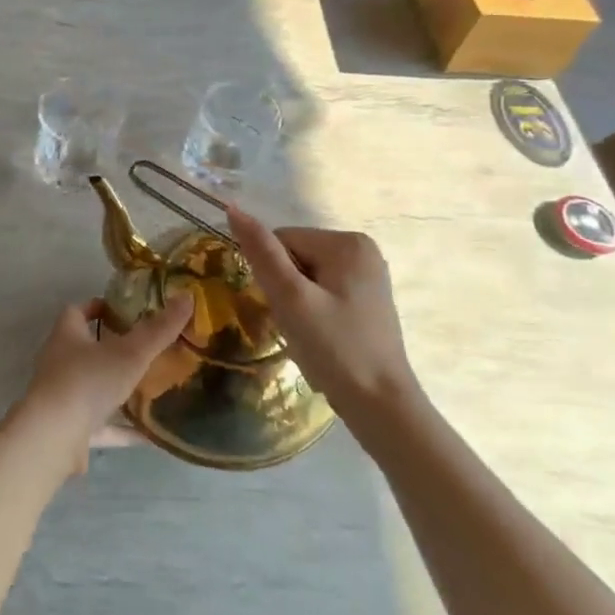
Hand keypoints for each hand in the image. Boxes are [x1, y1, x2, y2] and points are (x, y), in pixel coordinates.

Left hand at [14, 294, 192, 469]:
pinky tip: (149, 435)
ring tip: (150, 388)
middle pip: (85, 349)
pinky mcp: (69, 430)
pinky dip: (122, 429)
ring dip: (117, 389)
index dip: (98, 307)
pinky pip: (101, 426)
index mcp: (67, 335)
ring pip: (93, 387)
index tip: (124, 310)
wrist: (53, 438)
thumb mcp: (130, 352)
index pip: (77, 311)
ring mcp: (62, 398)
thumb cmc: (87, 381)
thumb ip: (159, 329)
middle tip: (145, 348)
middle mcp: (59, 363)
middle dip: (112, 348)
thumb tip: (187, 297)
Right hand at [226, 206, 415, 417]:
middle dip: (286, 289)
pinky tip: (323, 337)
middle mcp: (362, 249)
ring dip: (296, 303)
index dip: (272, 275)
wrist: (381, 407)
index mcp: (347, 242)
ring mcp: (368, 275)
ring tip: (310, 334)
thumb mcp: (291, 299)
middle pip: (295, 256)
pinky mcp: (367, 298)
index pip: (282, 241)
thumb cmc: (335, 349)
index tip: (285, 308)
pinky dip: (312, 311)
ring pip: (306, 276)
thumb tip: (232, 208)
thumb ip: (262, 253)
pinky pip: (323, 291)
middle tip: (298, 325)